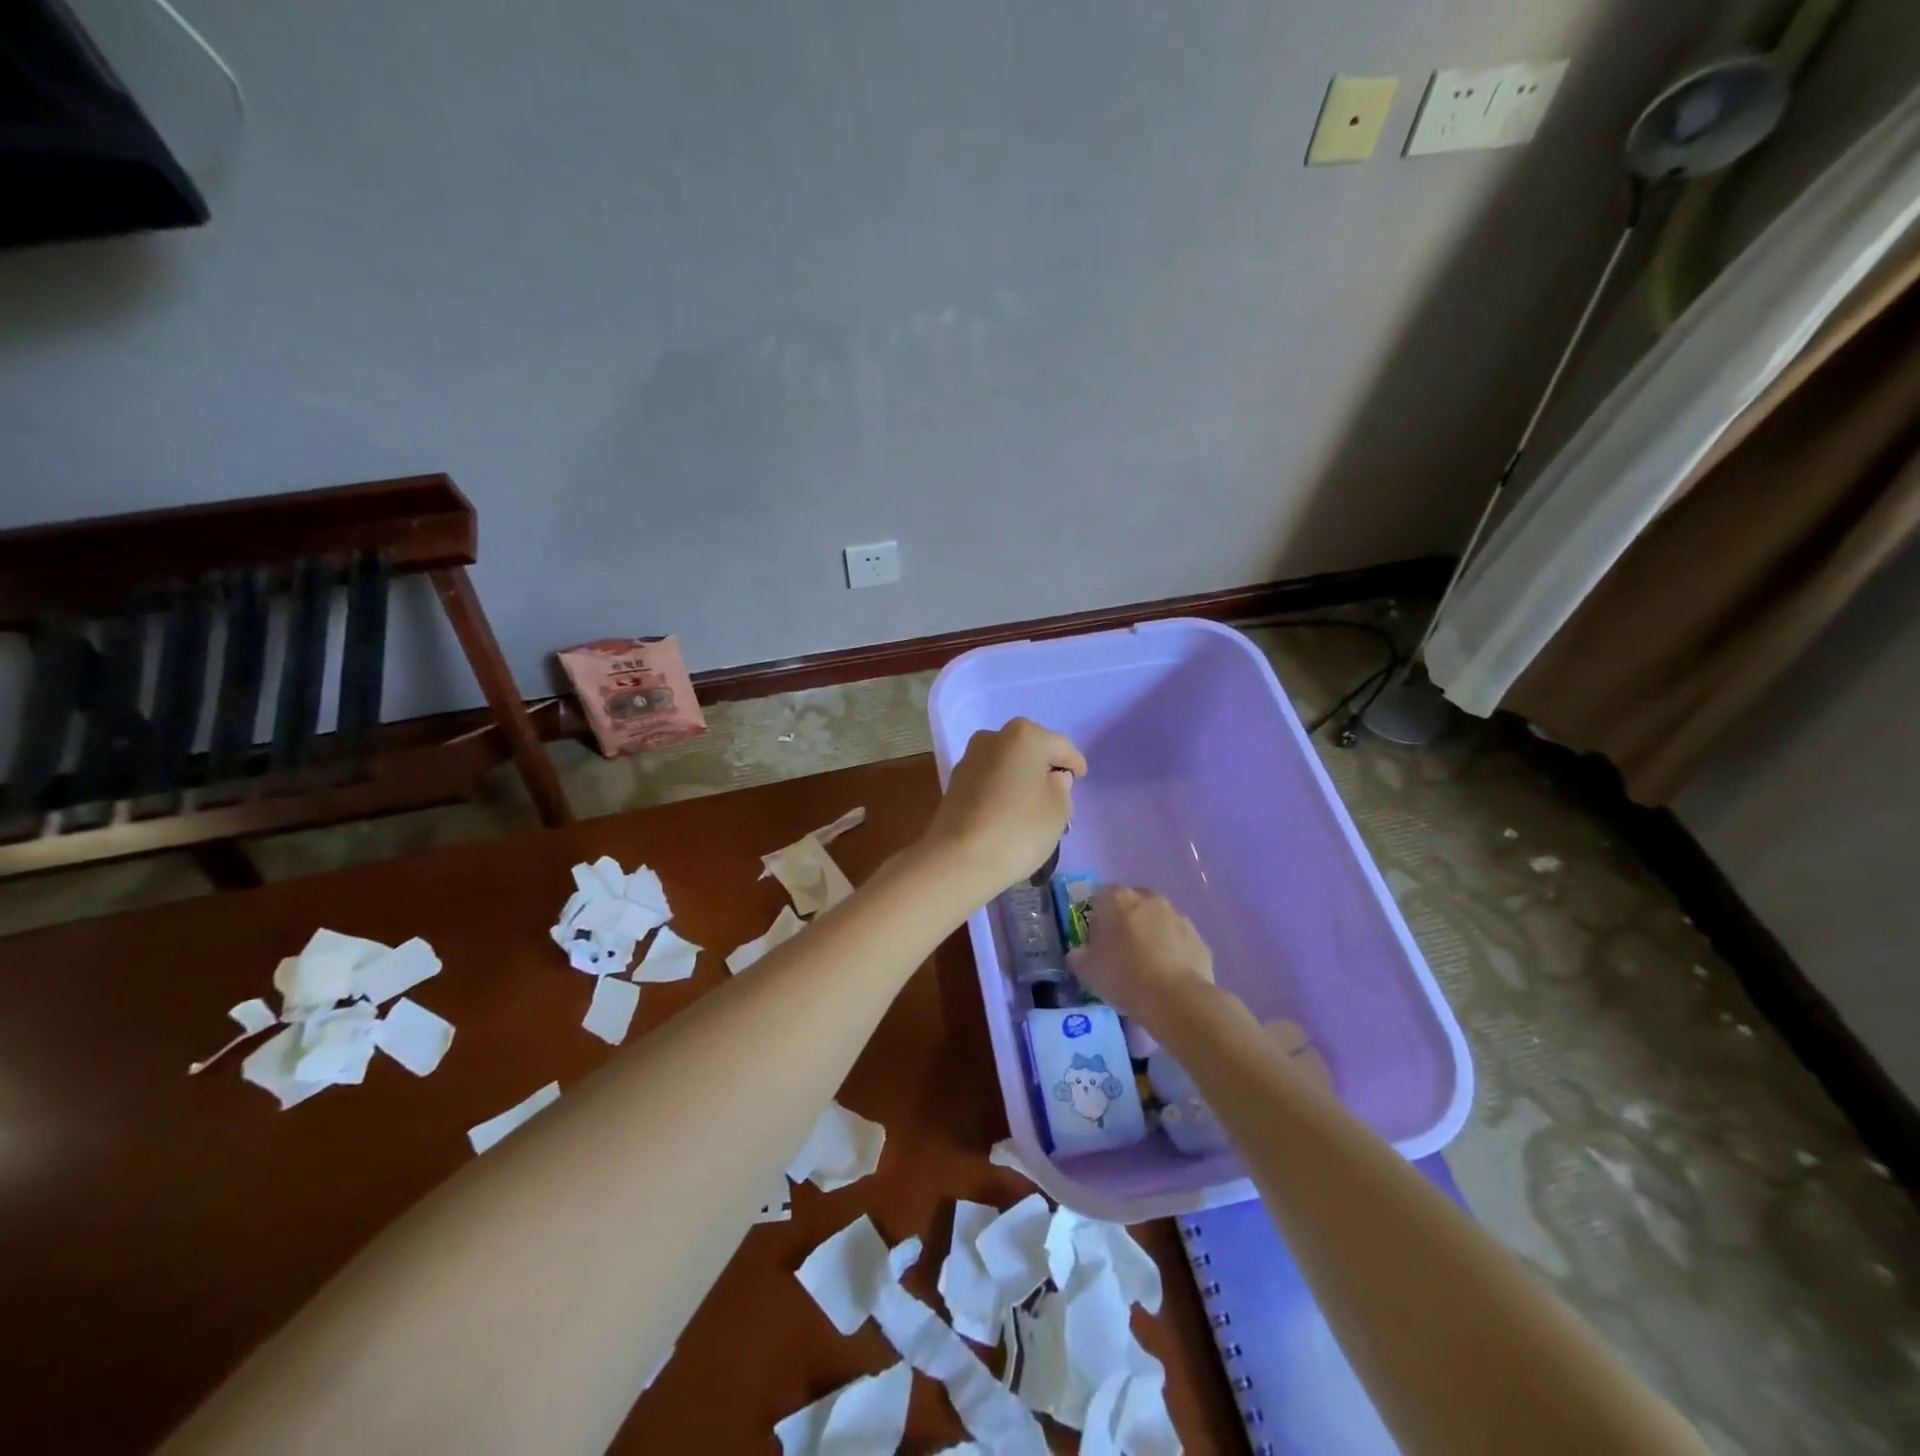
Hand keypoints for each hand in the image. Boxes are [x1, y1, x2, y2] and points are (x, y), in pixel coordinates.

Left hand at [924, 718, 1085, 899]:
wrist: (958, 859)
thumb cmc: (1018, 830)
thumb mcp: (1059, 810)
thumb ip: (1062, 787)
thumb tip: (1052, 778)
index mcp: (1024, 735)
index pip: (1060, 746)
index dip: (1074, 763)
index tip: (1080, 778)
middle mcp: (993, 737)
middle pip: (1029, 750)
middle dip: (1044, 768)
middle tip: (1058, 793)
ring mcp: (969, 759)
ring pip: (1007, 764)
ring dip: (1020, 778)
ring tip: (1033, 806)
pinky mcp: (954, 782)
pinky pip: (989, 780)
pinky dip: (1001, 790)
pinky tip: (1008, 812)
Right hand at [1068, 886, 1214, 1024]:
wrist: (1177, 999)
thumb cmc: (1125, 977)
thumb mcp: (1089, 971)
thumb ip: (1078, 956)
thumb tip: (1078, 953)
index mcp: (1117, 899)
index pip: (1100, 895)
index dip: (1096, 916)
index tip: (1096, 940)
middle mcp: (1148, 898)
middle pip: (1131, 902)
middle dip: (1125, 920)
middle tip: (1120, 950)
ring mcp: (1177, 915)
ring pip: (1157, 918)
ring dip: (1150, 933)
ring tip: (1146, 965)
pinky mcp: (1197, 936)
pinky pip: (1177, 937)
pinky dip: (1172, 949)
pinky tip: (1168, 974)